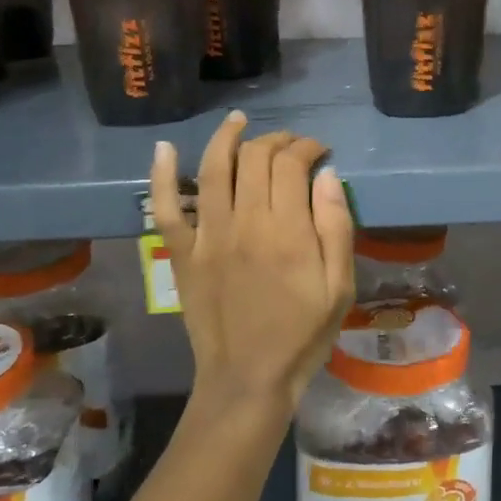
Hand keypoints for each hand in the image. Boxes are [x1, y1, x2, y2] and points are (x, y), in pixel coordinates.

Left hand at [150, 113, 356, 415]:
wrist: (248, 379)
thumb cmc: (303, 334)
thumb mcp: (340, 287)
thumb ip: (336, 228)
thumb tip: (326, 175)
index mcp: (287, 231)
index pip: (292, 164)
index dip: (307, 147)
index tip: (320, 152)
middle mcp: (244, 223)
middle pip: (255, 158)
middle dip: (276, 140)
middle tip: (291, 145)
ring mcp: (207, 236)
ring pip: (212, 169)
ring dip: (226, 137)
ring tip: (239, 120)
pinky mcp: (181, 254)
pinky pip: (165, 208)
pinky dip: (161, 175)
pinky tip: (163, 148)